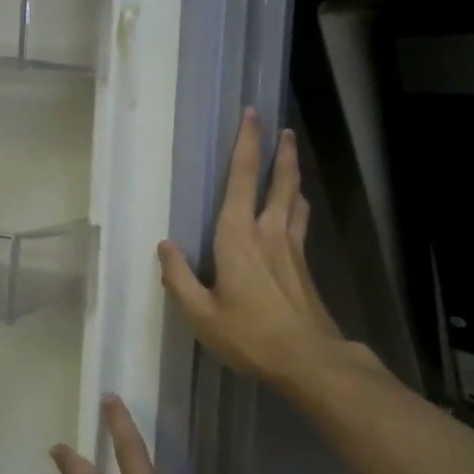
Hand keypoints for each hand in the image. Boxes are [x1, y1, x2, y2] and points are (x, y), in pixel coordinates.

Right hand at [157, 108, 358, 395]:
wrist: (308, 359)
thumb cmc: (249, 336)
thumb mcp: (201, 314)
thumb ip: (179, 278)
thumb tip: (164, 245)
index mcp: (239, 237)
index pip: (242, 178)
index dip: (247, 144)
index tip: (252, 114)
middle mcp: (269, 232)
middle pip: (279, 181)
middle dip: (281, 152)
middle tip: (283, 129)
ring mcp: (292, 248)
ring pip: (295, 199)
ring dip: (293, 176)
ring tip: (293, 159)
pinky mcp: (305, 266)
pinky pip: (300, 223)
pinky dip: (298, 206)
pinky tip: (297, 211)